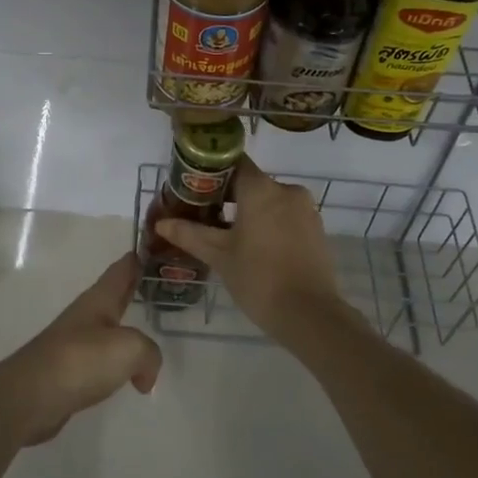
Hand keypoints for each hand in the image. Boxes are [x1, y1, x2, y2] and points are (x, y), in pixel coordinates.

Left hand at [0, 253, 162, 445]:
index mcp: (99, 299)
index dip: (137, 257)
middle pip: (114, 295)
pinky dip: (116, 362)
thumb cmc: (81, 360)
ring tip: (146, 330)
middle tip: (157, 282)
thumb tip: (145, 375)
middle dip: (133, 287)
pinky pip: (101, 360)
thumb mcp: (129, 349)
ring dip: (125, 327)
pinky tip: (126, 374)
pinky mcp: (69, 372)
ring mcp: (75, 343)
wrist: (30, 397)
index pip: (122, 269)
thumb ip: (149, 353)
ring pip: (108, 328)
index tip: (151, 246)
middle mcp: (86, 315)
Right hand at [154, 157, 356, 348]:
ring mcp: (305, 209)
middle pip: (251, 182)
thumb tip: (161, 223)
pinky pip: (286, 215)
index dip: (211, 171)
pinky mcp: (316, 228)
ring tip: (226, 235)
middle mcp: (286, 190)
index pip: (233, 162)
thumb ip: (189, 234)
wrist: (310, 315)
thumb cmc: (259, 279)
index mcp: (261, 189)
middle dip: (227, 196)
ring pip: (269, 200)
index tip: (195, 188)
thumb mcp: (219, 256)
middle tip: (203, 216)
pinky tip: (255, 247)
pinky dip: (269, 223)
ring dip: (249, 211)